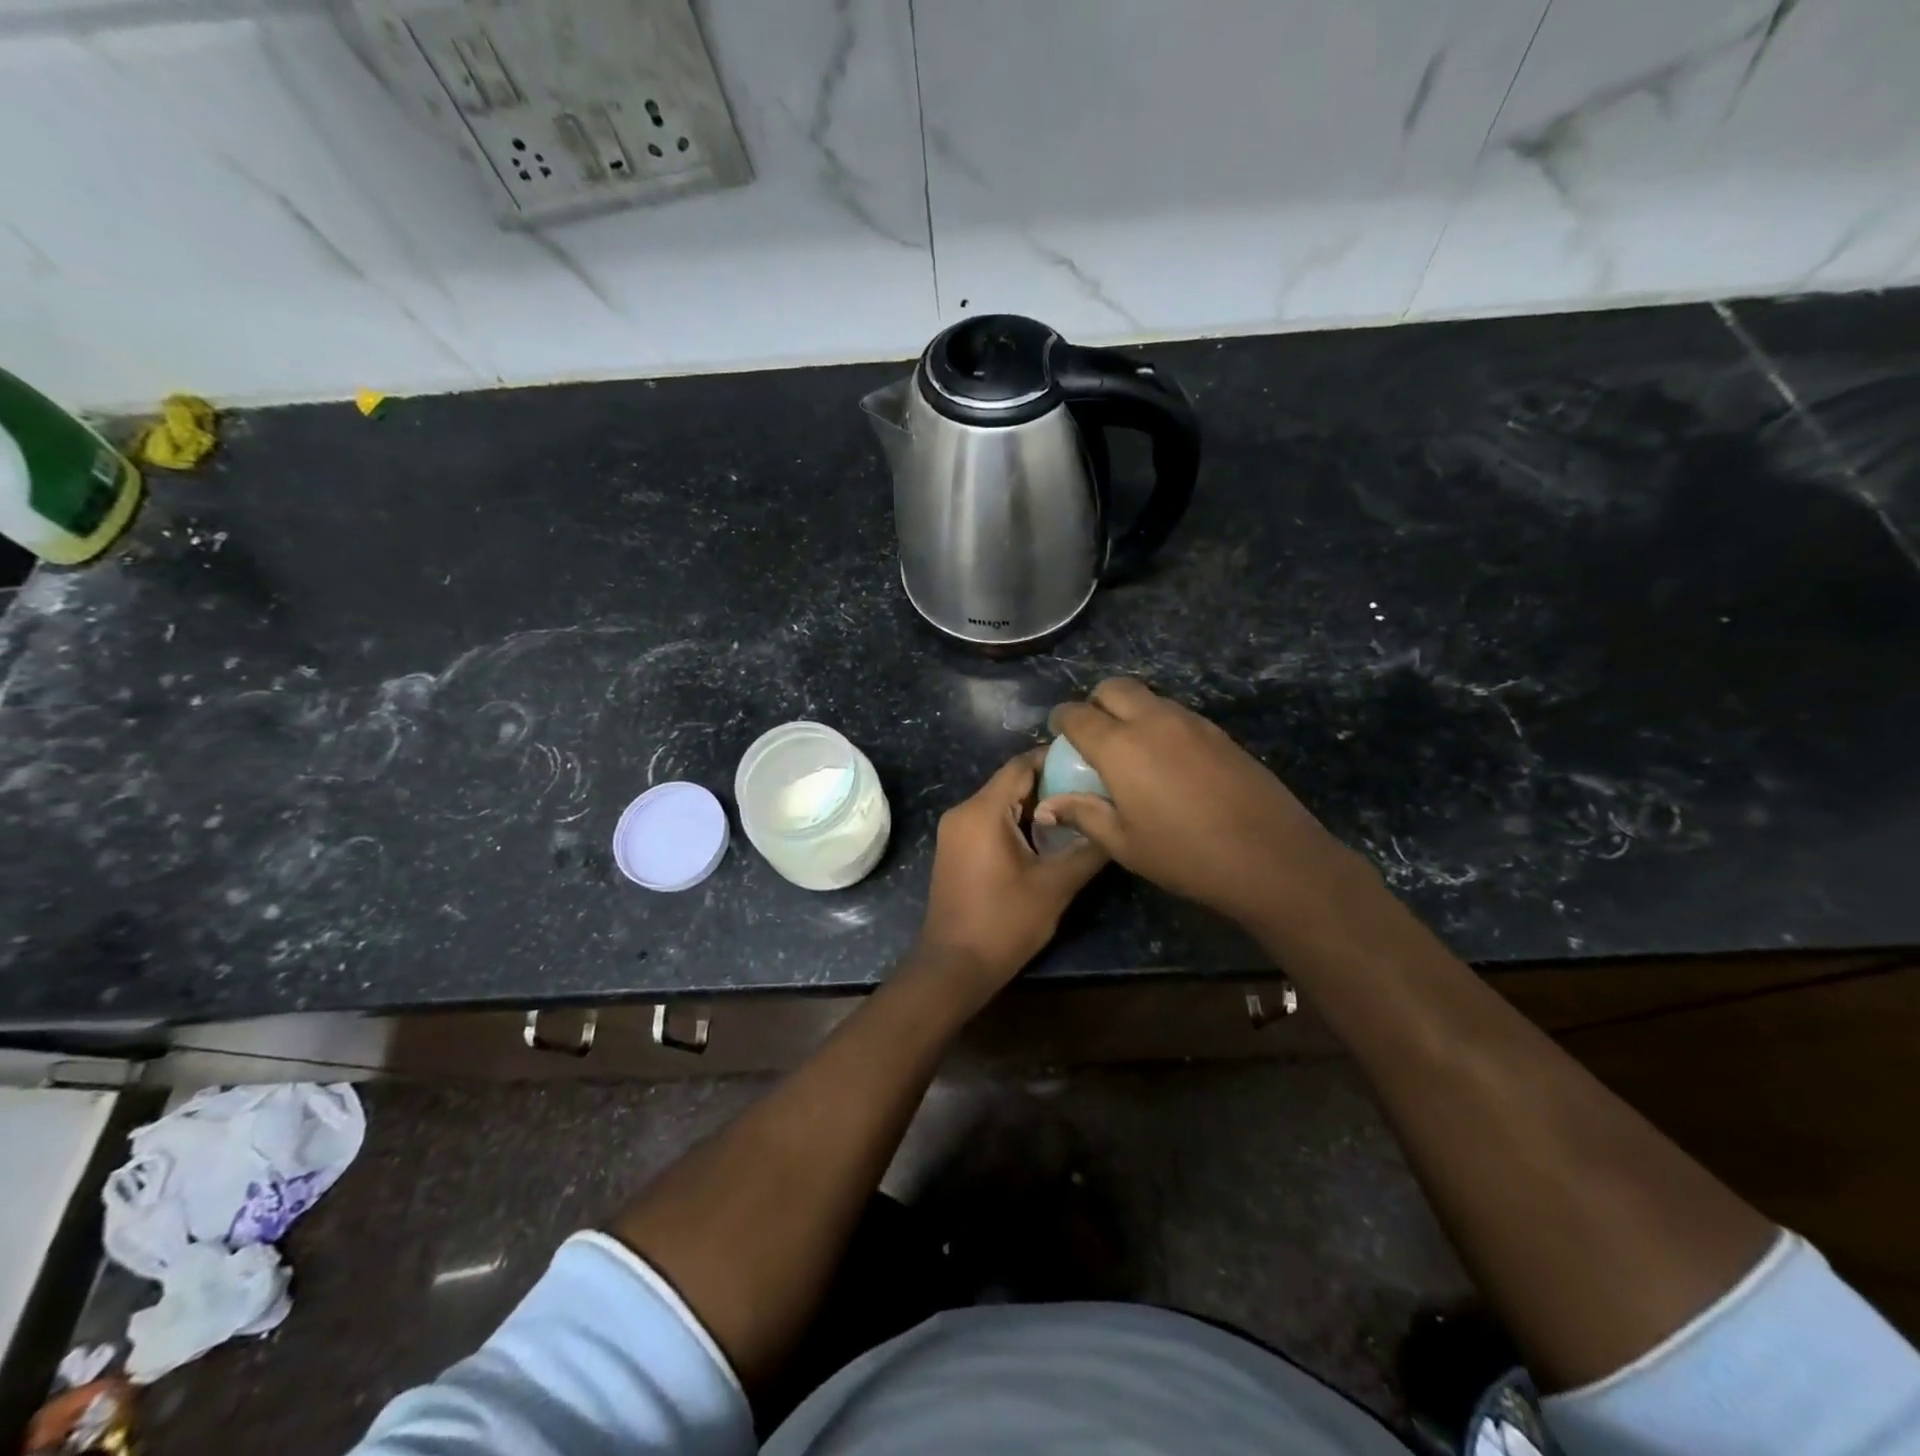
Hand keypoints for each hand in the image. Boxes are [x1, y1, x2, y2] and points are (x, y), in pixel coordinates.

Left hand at [916, 749, 1108, 989]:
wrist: (954, 967)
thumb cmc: (1004, 922)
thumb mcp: (1055, 886)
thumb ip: (1088, 849)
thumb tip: (1115, 823)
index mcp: (981, 811)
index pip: (1021, 765)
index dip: (1054, 759)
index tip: (1089, 762)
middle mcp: (962, 812)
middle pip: (1010, 782)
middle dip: (1050, 783)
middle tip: (1091, 789)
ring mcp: (954, 832)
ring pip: (1000, 803)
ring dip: (1035, 805)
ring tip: (1078, 812)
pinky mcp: (956, 850)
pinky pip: (989, 822)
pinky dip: (1017, 822)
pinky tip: (1047, 837)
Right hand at [1035, 678, 1367, 926]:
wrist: (1271, 857)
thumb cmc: (1186, 856)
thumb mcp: (1124, 844)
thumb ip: (1083, 815)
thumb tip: (1048, 805)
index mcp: (1121, 747)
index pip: (1078, 715)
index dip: (1061, 720)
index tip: (1057, 733)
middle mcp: (1153, 721)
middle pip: (1114, 688)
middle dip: (1095, 702)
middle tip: (1093, 734)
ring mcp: (1191, 722)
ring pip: (1148, 697)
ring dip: (1130, 710)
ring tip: (1130, 749)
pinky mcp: (1219, 733)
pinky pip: (1176, 713)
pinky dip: (1159, 723)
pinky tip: (1166, 761)